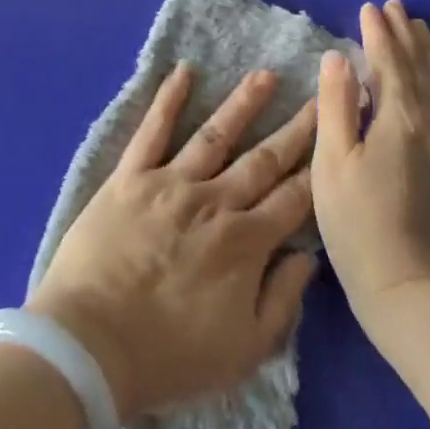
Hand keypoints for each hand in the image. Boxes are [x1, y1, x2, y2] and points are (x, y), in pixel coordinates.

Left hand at [26, 65, 318, 422]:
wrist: (92, 345)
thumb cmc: (170, 356)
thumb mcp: (246, 351)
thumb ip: (282, 300)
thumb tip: (308, 255)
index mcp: (246, 244)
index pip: (293, 198)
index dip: (318, 168)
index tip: (337, 138)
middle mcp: (215, 203)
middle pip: (263, 160)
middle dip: (296, 128)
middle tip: (320, 95)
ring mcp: (170, 184)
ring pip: (216, 136)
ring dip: (243, 104)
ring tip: (265, 76)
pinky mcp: (130, 177)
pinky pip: (152, 131)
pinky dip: (168, 100)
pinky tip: (182, 72)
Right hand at [312, 1, 429, 317]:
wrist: (420, 296)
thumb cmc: (359, 228)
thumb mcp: (332, 165)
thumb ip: (336, 107)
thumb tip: (339, 57)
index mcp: (398, 119)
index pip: (387, 62)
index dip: (377, 33)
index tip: (369, 7)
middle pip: (420, 68)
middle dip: (405, 35)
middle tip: (397, 6)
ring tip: (422, 29)